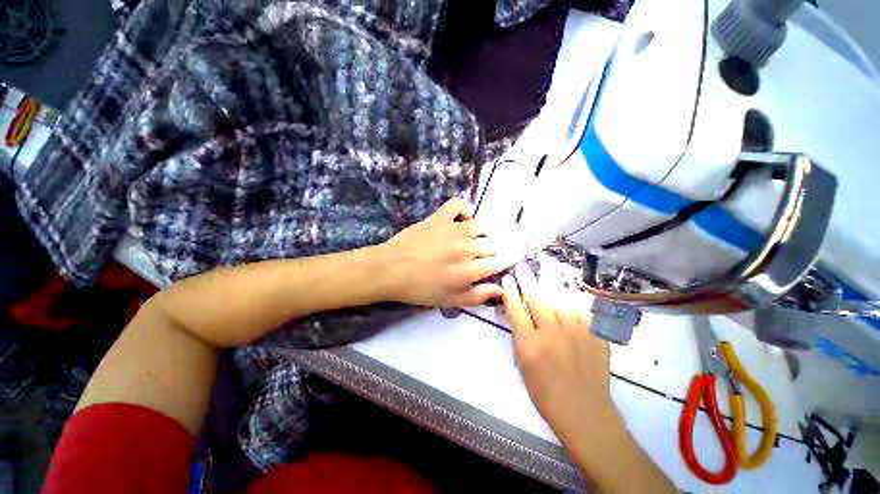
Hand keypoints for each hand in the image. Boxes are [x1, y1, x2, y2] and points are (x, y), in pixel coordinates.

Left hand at [379, 198, 521, 307]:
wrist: (392, 270)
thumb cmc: (421, 289)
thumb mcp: (450, 300)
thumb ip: (478, 296)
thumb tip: (500, 288)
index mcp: (472, 270)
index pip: (498, 263)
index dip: (498, 264)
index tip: (491, 266)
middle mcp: (469, 247)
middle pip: (493, 244)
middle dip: (489, 251)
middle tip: (476, 256)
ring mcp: (456, 229)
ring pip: (481, 225)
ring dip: (481, 232)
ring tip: (471, 238)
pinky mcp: (441, 217)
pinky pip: (459, 204)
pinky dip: (464, 208)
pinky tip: (462, 218)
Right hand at [501, 263, 615, 441]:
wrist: (584, 410)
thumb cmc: (545, 392)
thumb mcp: (523, 364)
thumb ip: (520, 335)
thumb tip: (516, 311)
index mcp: (530, 345)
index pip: (516, 309)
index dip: (510, 292)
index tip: (506, 279)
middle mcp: (552, 334)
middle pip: (536, 300)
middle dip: (526, 281)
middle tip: (521, 267)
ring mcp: (576, 332)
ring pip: (559, 300)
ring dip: (548, 287)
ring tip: (542, 277)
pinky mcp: (595, 334)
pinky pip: (581, 309)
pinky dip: (571, 300)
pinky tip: (566, 295)